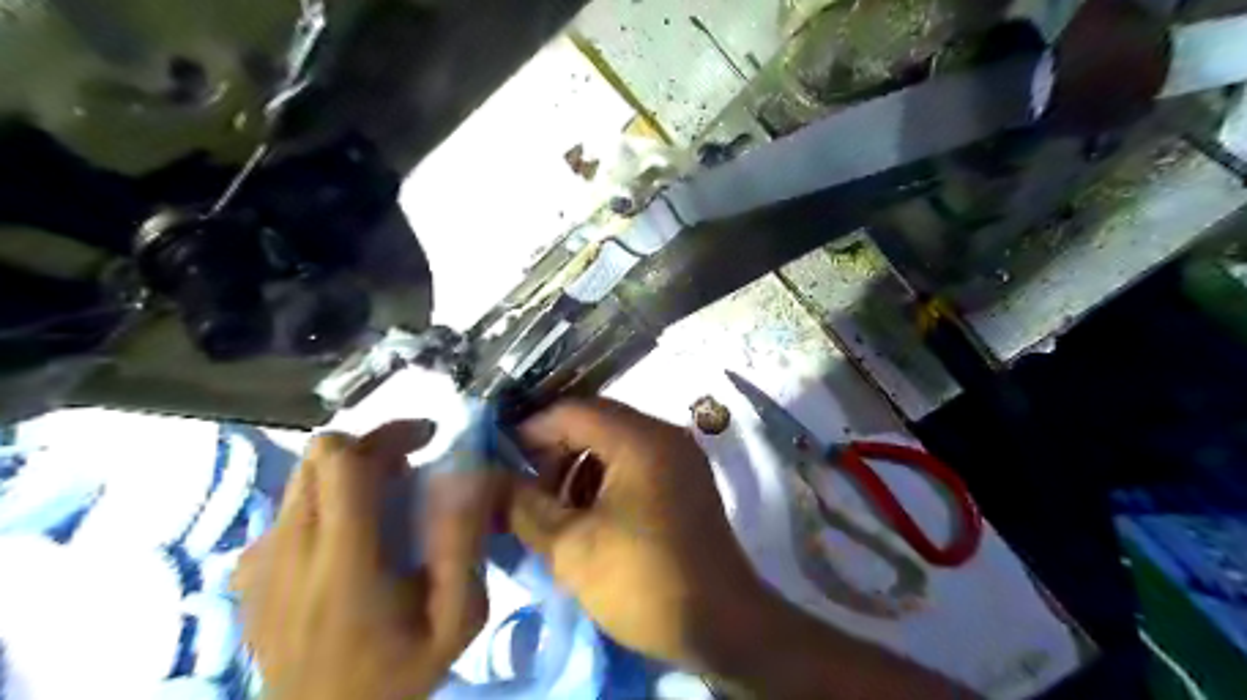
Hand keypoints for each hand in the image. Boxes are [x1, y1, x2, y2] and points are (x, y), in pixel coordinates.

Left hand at [234, 421, 498, 698]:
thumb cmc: (396, 675)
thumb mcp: (456, 620)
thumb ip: (463, 546)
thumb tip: (471, 477)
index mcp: (342, 561)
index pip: (339, 460)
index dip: (386, 433)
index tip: (427, 439)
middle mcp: (289, 549)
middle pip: (318, 456)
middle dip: (370, 447)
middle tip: (410, 468)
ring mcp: (260, 561)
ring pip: (302, 476)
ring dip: (348, 473)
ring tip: (383, 502)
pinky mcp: (248, 572)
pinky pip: (288, 509)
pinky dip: (323, 503)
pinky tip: (346, 539)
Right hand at [504, 401, 759, 666]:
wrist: (724, 626)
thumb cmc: (644, 581)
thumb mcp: (571, 548)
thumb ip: (523, 506)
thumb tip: (491, 481)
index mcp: (640, 439)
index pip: (572, 411)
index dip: (530, 431)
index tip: (499, 460)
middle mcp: (665, 435)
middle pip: (595, 423)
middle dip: (554, 452)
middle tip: (525, 490)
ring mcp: (680, 457)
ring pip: (615, 443)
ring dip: (578, 468)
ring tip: (554, 509)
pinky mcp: (686, 481)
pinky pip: (635, 463)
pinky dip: (605, 479)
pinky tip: (588, 515)